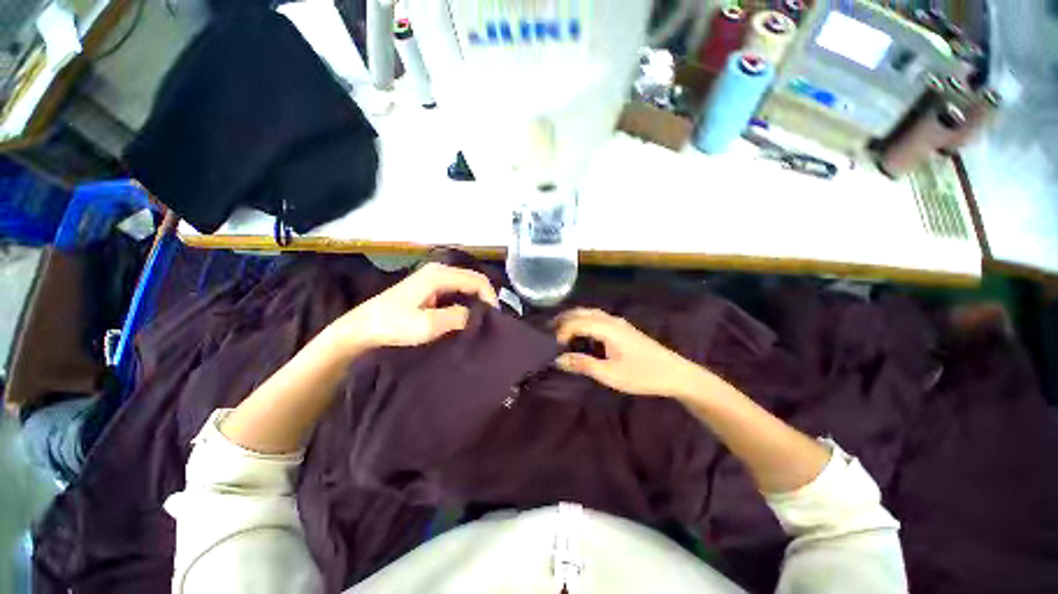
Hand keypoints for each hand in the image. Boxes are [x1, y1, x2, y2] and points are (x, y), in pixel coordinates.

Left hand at [330, 262, 498, 355]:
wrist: (362, 328)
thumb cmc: (393, 325)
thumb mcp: (428, 325)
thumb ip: (457, 317)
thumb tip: (474, 315)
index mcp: (440, 275)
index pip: (478, 280)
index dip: (490, 298)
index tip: (494, 319)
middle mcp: (439, 271)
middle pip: (473, 280)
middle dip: (484, 299)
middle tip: (489, 320)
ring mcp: (433, 277)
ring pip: (465, 286)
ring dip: (475, 301)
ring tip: (479, 320)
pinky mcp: (429, 287)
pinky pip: (456, 291)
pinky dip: (464, 302)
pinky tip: (464, 316)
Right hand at [554, 309, 705, 398]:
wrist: (675, 373)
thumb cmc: (642, 375)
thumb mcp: (610, 374)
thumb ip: (583, 364)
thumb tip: (558, 359)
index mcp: (607, 328)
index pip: (575, 322)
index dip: (560, 332)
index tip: (550, 348)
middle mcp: (610, 320)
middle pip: (581, 312)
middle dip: (562, 320)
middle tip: (548, 334)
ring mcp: (617, 322)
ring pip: (589, 313)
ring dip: (572, 319)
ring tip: (559, 333)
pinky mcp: (622, 328)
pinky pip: (596, 318)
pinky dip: (583, 322)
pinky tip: (581, 335)